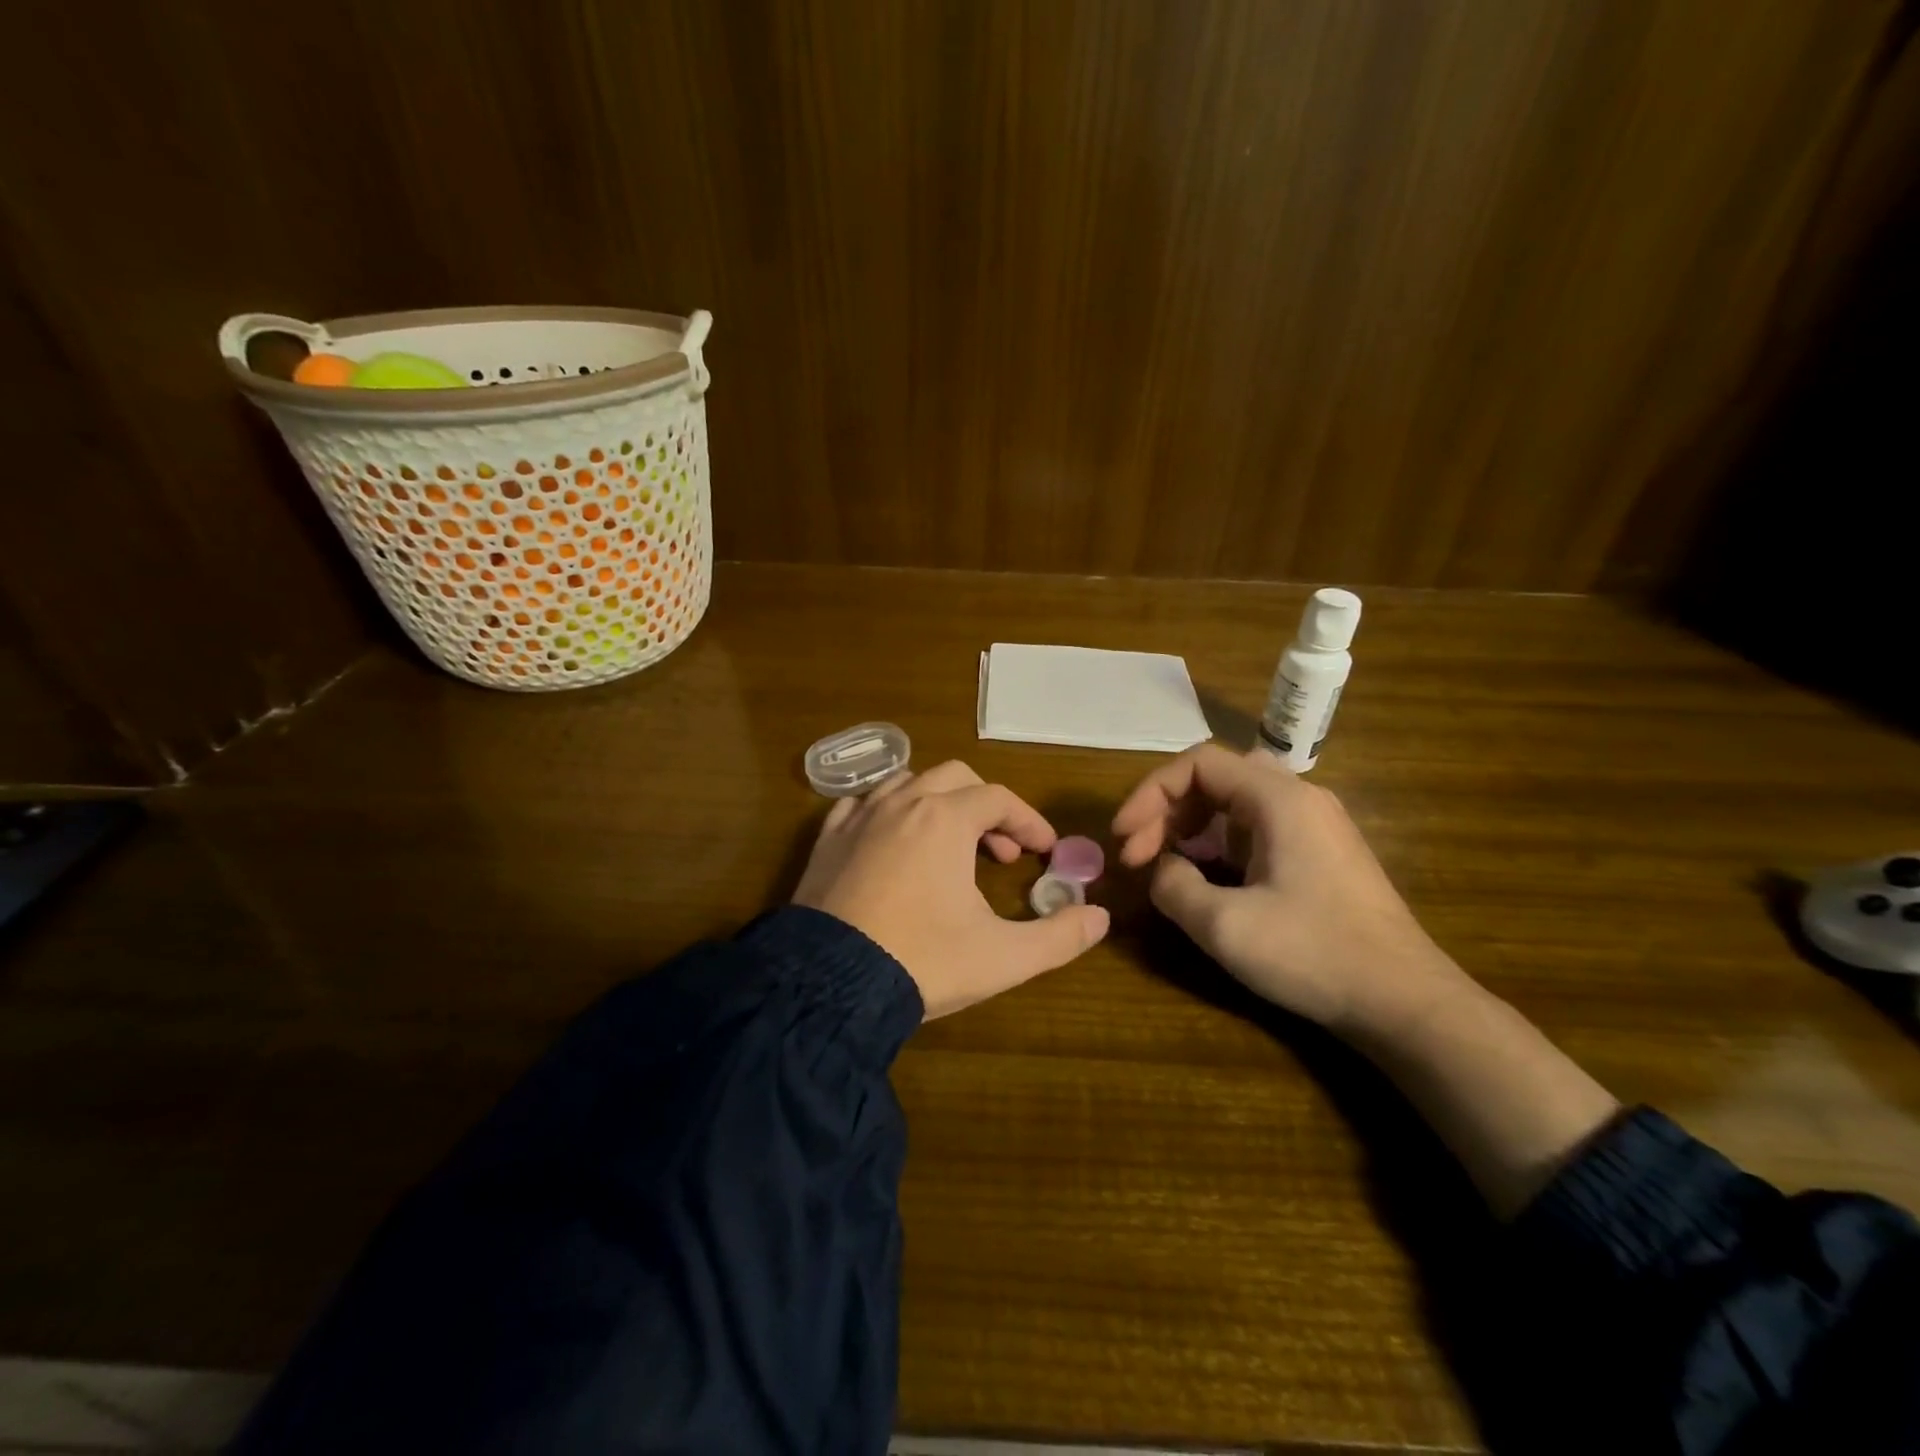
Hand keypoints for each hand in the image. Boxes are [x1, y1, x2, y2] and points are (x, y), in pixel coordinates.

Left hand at [794, 760, 1110, 1018]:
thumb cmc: (923, 961)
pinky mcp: (826, 840)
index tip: (1045, 851)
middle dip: (985, 806)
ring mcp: (859, 818)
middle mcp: (902, 803)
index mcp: (945, 819)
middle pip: (955, 778)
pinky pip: (860, 804)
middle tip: (1000, 851)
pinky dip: (886, 811)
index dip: (1028, 821)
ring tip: (949, 843)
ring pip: (906, 783)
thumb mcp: (1003, 956)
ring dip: (937, 803)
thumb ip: (1059, 936)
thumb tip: (1100, 917)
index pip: (999, 799)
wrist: (829, 984)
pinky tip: (890, 841)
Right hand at [1111, 744, 1467, 1037]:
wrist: (1405, 1003)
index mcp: (1279, 799)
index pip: (1197, 764)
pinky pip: (1256, 829)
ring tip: (1166, 869)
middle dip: (1167, 811)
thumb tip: (1162, 870)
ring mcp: (1315, 826)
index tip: (1123, 838)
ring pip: (1235, 804)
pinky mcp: (1321, 855)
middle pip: (1215, 778)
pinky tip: (1208, 883)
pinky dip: (1219, 845)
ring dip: (1190, 828)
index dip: (1149, 794)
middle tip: (1139, 856)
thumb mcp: (1224, 925)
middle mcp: (1299, 799)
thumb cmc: (1314, 954)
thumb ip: (1173, 886)